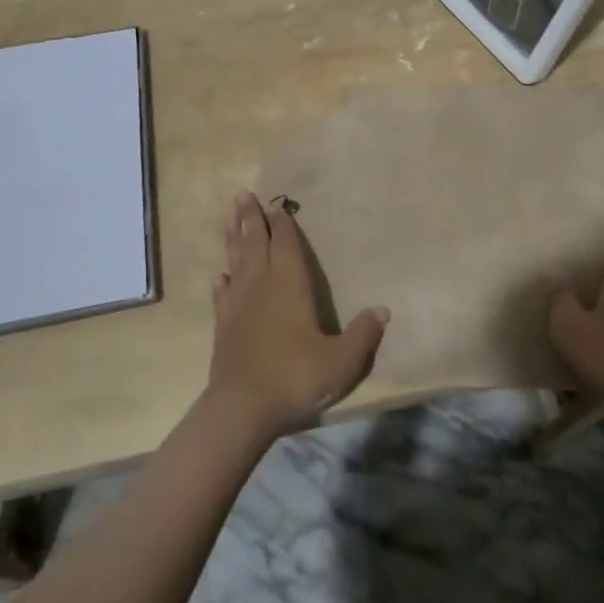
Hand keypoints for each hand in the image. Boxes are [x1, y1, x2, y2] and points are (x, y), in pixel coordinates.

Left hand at [208, 192, 387, 439]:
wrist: (242, 409)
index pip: (286, 245)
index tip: (275, 202)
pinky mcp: (223, 327)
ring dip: (233, 238)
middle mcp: (261, 286)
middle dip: (251, 218)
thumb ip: (363, 334)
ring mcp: (238, 305)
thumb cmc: (295, 376)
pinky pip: (222, 296)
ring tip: (229, 217)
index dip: (282, 223)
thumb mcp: (341, 360)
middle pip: (255, 243)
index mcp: (290, 285)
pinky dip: (221, 282)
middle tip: (242, 193)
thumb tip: (384, 309)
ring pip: (235, 261)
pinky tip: (219, 276)